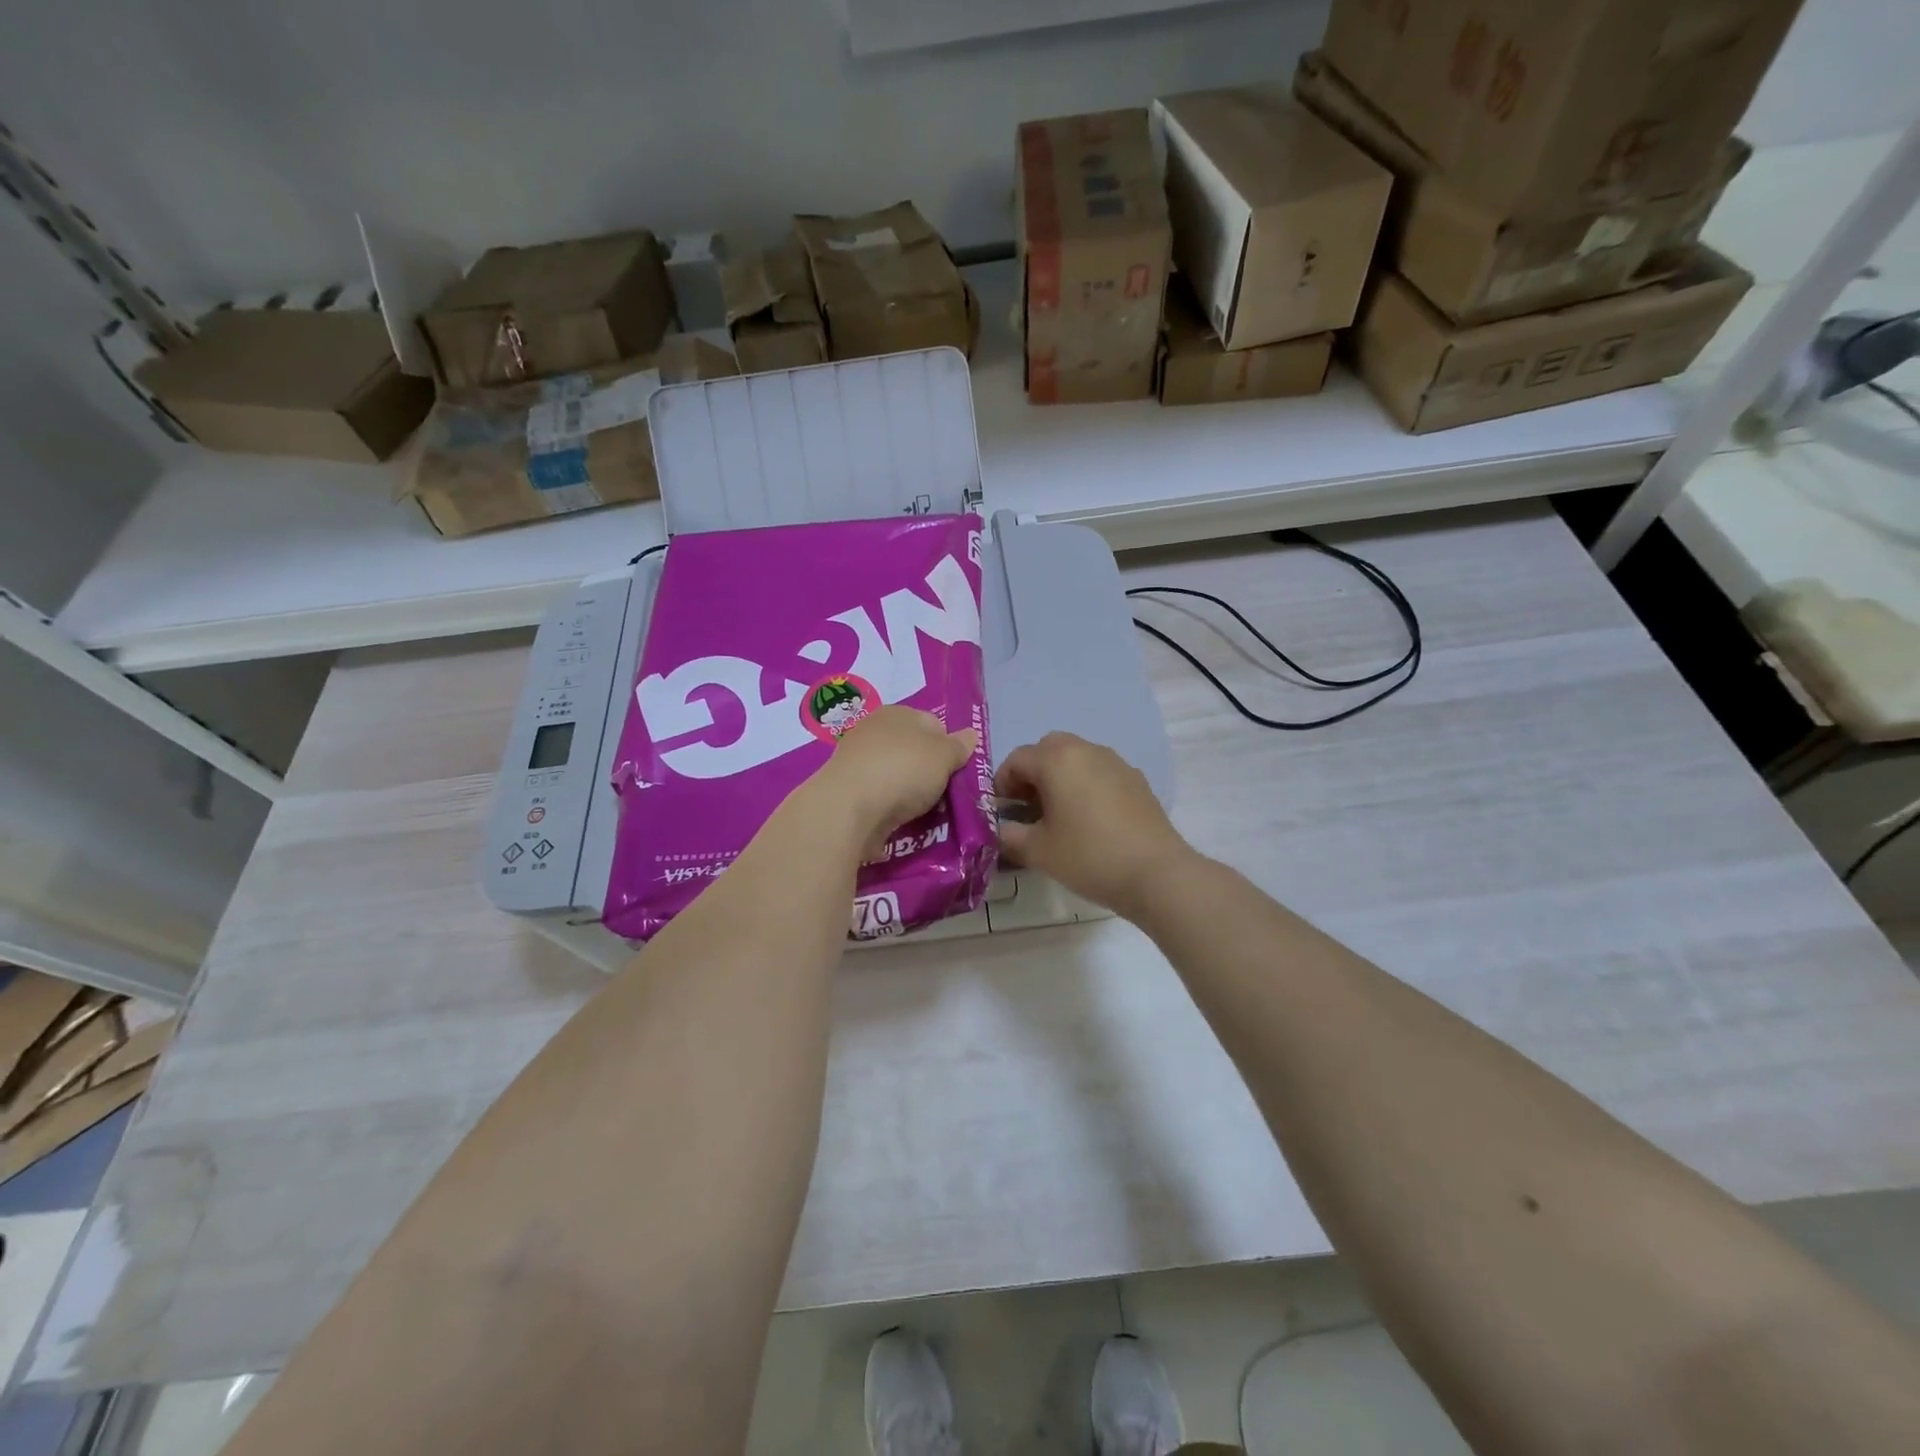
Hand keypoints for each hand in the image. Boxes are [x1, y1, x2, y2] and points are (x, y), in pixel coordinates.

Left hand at [816, 706, 976, 844]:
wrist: (848, 808)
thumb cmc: (903, 771)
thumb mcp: (944, 755)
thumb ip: (959, 746)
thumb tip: (970, 735)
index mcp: (897, 713)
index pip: (933, 724)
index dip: (950, 748)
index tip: (957, 774)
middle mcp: (874, 731)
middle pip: (913, 752)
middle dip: (929, 774)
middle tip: (944, 798)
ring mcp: (857, 762)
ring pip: (896, 776)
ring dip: (909, 794)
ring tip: (924, 816)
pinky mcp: (846, 792)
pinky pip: (878, 798)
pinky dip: (889, 809)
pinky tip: (898, 824)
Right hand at [995, 733, 1193, 917]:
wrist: (1155, 873)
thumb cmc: (1088, 856)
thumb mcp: (1038, 851)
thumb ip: (1009, 836)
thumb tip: (998, 831)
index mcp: (1057, 759)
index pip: (1016, 759)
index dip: (1001, 784)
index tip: (1000, 811)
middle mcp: (1086, 750)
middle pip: (1048, 750)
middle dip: (1032, 774)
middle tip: (1028, 807)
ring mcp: (1115, 762)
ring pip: (1077, 758)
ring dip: (1060, 777)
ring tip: (1059, 815)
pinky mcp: (1136, 780)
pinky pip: (1100, 773)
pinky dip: (1086, 786)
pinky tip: (1090, 820)